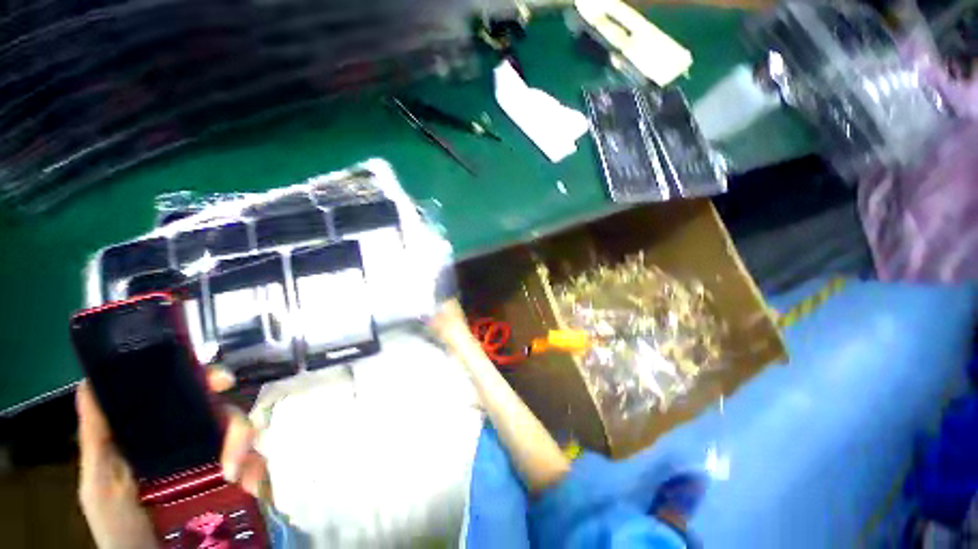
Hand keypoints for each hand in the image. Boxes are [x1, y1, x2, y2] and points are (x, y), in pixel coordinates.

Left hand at [76, 368, 270, 548]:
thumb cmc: (120, 526)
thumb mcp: (99, 483)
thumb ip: (96, 437)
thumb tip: (91, 380)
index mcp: (162, 435)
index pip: (188, 396)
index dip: (208, 379)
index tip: (222, 382)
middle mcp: (194, 442)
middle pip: (224, 413)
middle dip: (234, 422)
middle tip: (233, 443)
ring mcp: (219, 462)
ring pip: (245, 436)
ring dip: (245, 449)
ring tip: (234, 477)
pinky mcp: (239, 482)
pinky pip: (258, 464)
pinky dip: (258, 471)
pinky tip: (249, 487)